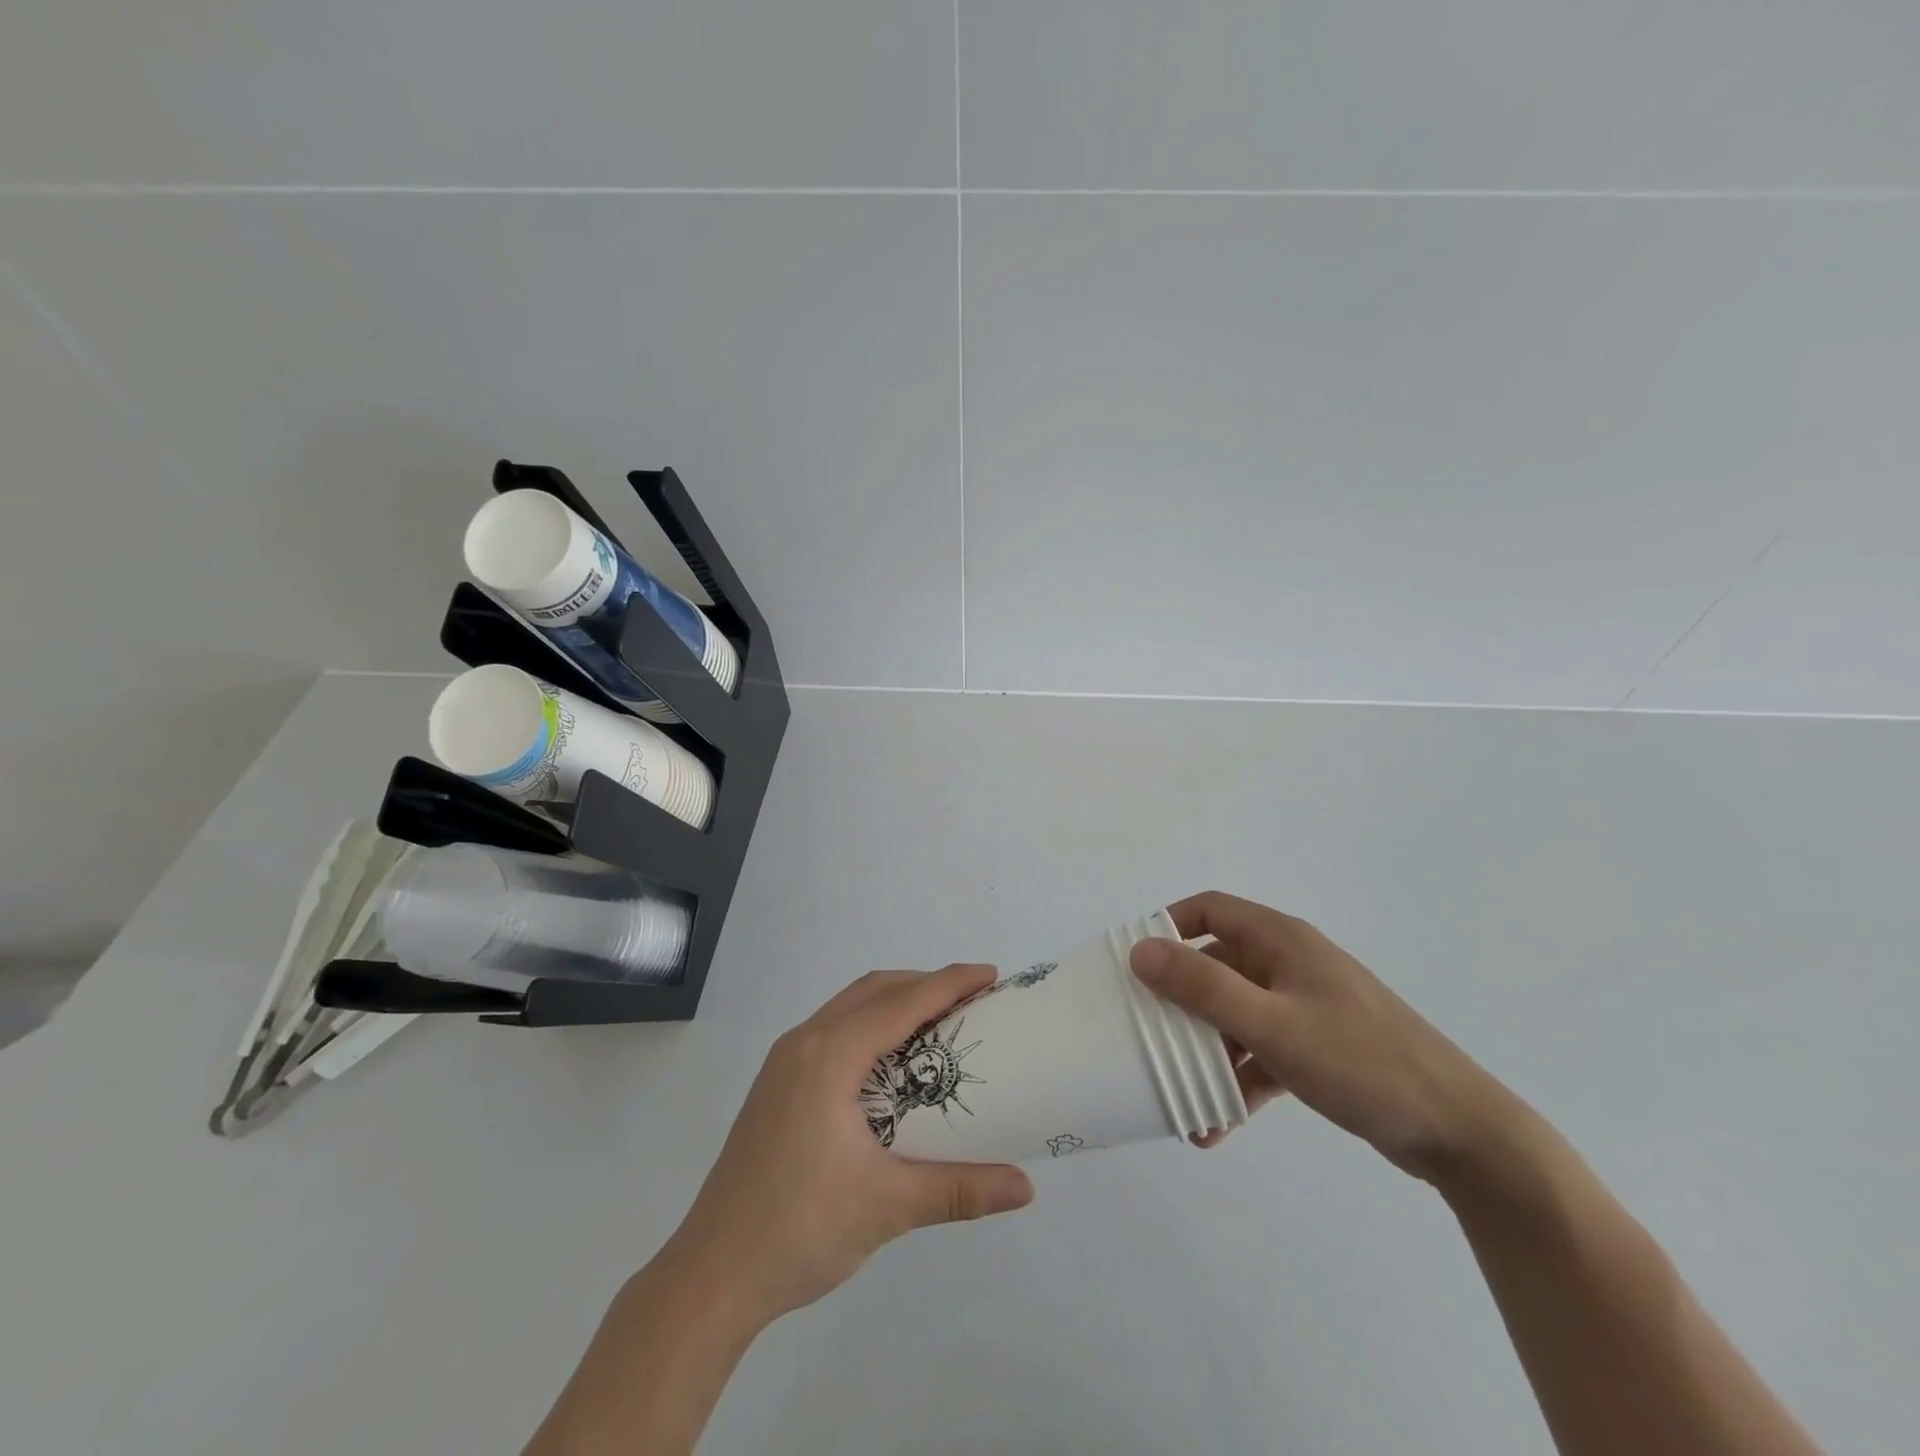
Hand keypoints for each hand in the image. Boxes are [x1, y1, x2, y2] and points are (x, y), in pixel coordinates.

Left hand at [664, 965, 1034, 1325]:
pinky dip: (871, 1023)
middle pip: (874, 990)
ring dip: (896, 1001)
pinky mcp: (777, 1083)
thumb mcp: (888, 1206)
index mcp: (829, 1056)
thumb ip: (960, 1189)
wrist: (711, 1274)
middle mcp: (804, 1042)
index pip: (902, 1002)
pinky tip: (890, 1060)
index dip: (950, 983)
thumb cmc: (800, 1229)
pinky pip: (834, 1027)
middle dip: (925, 984)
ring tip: (939, 1022)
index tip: (991, 975)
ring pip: (850, 1005)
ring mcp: (784, 1061)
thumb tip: (1027, 1188)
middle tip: (972, 1000)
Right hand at [1131, 892, 1516, 1181]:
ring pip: (1236, 1014)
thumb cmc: (1361, 1062)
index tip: (1133, 961)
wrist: (1461, 1134)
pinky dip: (1237, 1081)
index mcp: (1281, 941)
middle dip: (1179, 1001)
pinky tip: (1215, 1125)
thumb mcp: (1272, 1025)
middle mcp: (1289, 964)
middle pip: (1217, 965)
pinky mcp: (1317, 1049)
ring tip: (1176, 1092)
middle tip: (1144, 1030)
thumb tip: (1140, 950)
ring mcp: (1305, 1007)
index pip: (1210, 910)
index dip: (1168, 926)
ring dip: (1205, 1051)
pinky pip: (1260, 1054)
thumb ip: (1203, 988)